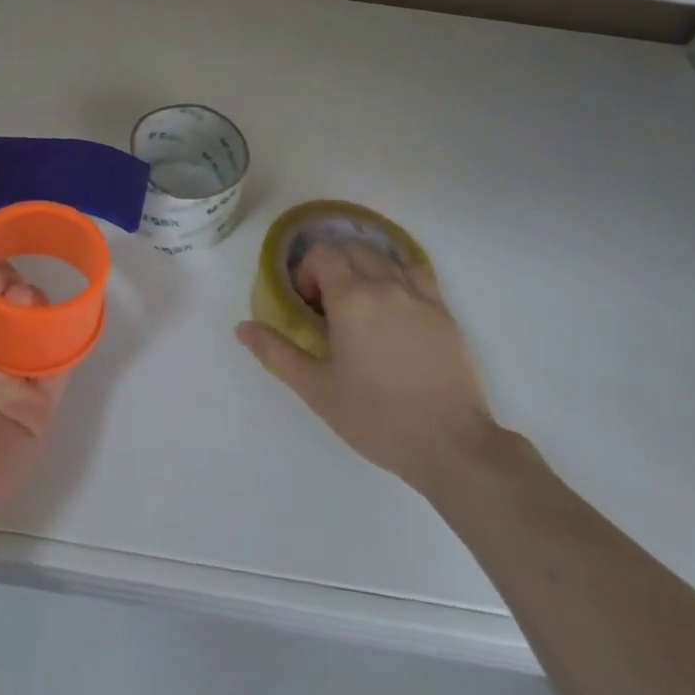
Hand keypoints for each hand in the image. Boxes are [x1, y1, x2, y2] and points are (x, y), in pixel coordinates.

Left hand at [0, 251, 68, 555]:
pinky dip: (69, 334)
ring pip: (37, 323)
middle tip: (4, 284)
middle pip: (9, 300)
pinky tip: (62, 317)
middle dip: (11, 280)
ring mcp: (14, 377)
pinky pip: (61, 361)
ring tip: (23, 303)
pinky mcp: (40, 403)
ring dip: (36, 302)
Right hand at [236, 240, 496, 496]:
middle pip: (352, 249)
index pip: (323, 255)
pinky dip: (397, 273)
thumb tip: (242, 327)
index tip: (307, 305)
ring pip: (384, 256)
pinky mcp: (444, 311)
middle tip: (328, 305)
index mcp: (351, 299)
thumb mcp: (317, 390)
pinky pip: (416, 271)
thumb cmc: (376, 418)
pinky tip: (394, 301)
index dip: (307, 271)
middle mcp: (385, 285)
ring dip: (363, 266)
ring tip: (360, 302)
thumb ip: (277, 353)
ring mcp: (418, 295)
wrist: (451, 445)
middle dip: (333, 266)